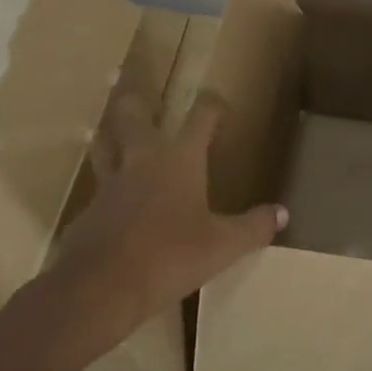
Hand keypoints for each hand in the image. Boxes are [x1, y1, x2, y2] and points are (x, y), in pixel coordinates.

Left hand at [42, 90, 286, 355]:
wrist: (100, 287)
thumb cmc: (170, 255)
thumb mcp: (222, 246)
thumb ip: (253, 227)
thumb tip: (283, 213)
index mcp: (180, 159)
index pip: (200, 117)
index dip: (211, 105)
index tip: (218, 101)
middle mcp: (143, 160)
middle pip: (134, 116)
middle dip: (136, 99)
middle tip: (129, 82)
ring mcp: (111, 185)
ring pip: (105, 146)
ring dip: (106, 134)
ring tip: (102, 128)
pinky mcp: (88, 214)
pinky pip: (96, 191)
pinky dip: (102, 189)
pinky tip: (105, 202)